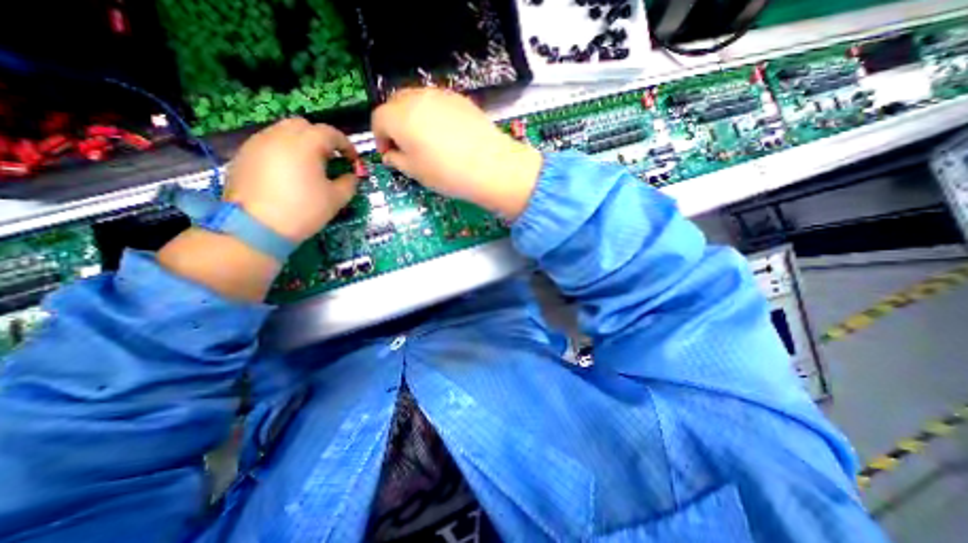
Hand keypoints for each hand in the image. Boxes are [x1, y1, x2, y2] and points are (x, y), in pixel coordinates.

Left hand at [222, 120, 357, 242]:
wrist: (256, 227)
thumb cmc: (304, 210)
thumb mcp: (336, 199)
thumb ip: (349, 182)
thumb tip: (351, 175)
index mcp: (305, 145)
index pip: (329, 133)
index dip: (346, 145)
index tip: (353, 160)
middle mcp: (279, 136)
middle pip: (304, 125)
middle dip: (321, 138)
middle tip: (331, 159)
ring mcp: (257, 143)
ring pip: (283, 132)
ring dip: (301, 143)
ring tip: (310, 166)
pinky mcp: (243, 155)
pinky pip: (269, 144)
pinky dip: (284, 151)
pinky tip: (289, 172)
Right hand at [372, 88, 540, 216]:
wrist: (490, 165)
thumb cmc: (447, 173)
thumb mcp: (416, 172)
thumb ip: (397, 160)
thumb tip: (391, 154)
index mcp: (399, 117)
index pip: (378, 120)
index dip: (380, 137)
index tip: (389, 153)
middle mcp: (416, 98)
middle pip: (395, 105)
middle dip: (395, 124)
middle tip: (405, 146)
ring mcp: (440, 95)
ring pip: (417, 101)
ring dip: (414, 117)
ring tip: (426, 140)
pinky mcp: (460, 99)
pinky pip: (438, 103)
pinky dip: (434, 115)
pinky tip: (447, 135)